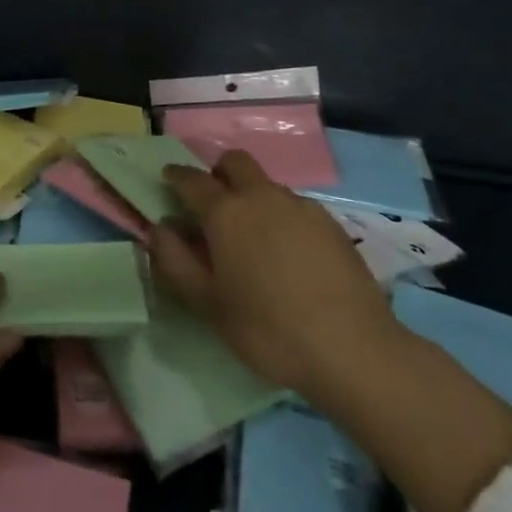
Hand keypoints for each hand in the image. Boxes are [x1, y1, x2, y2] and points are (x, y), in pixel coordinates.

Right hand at [148, 149, 398, 408]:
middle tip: (214, 203)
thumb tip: (159, 229)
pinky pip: (295, 206)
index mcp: (226, 212)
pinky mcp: (330, 222)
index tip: (168, 179)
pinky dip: (282, 217)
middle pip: (235, 162)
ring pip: (267, 185)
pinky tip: (290, 255)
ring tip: (255, 238)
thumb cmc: (268, 329)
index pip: (192, 180)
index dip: (176, 176)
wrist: (352, 348)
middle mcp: (261, 196)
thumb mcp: (209, 305)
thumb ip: (176, 262)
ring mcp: (300, 206)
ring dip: (252, 196)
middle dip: (219, 172)